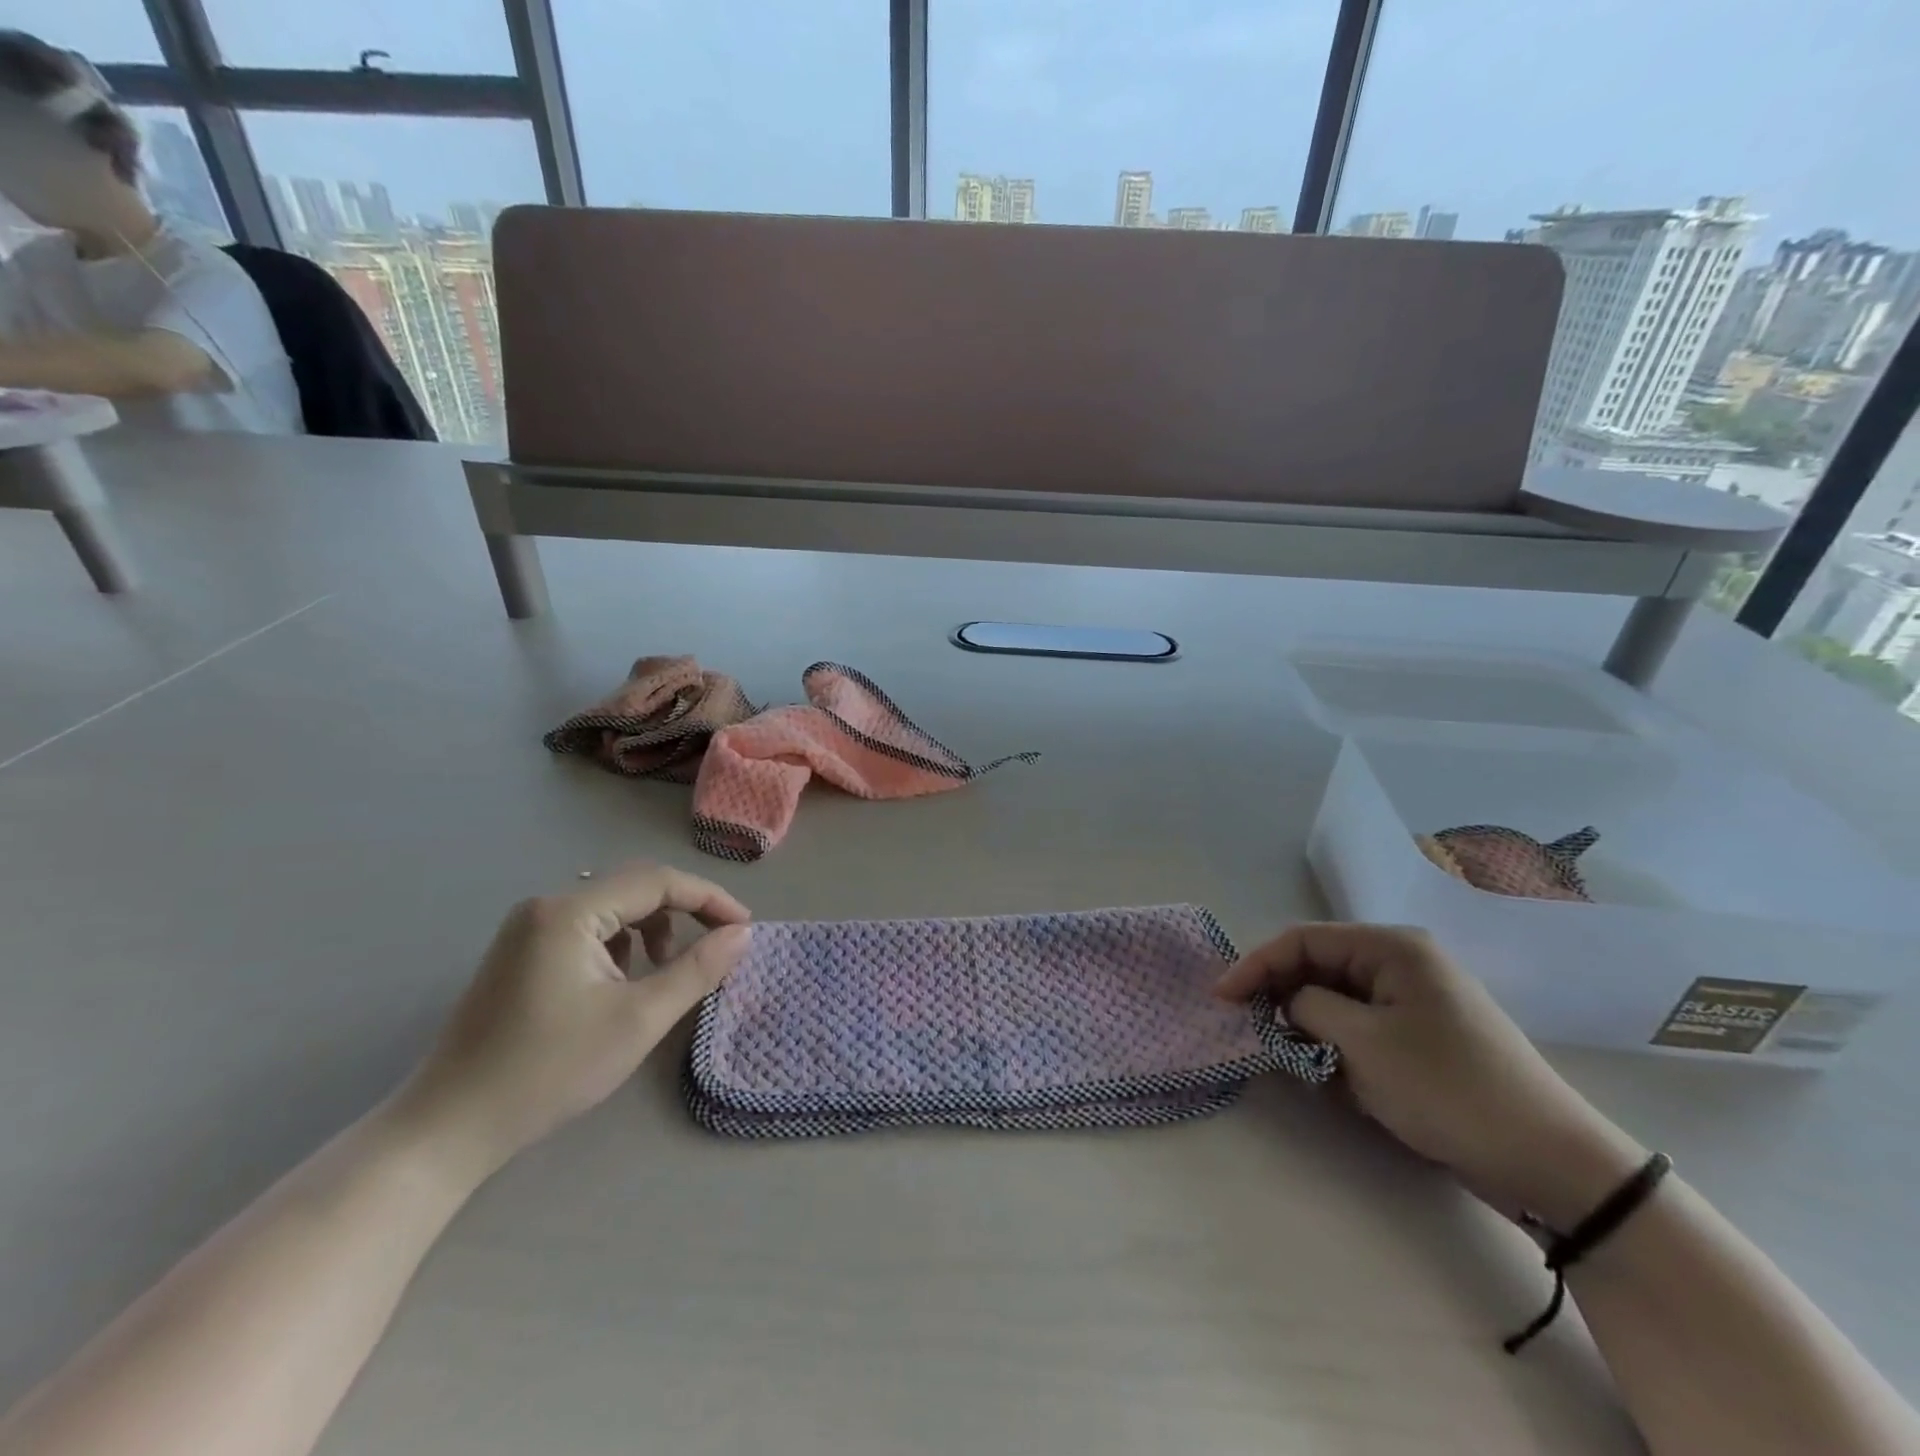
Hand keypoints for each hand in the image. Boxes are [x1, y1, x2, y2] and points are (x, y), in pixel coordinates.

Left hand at [391, 862, 752, 1182]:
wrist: (447, 1129)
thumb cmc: (549, 1071)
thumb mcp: (638, 1020)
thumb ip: (697, 970)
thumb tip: (741, 934)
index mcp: (570, 912)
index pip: (657, 882)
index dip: (709, 898)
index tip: (744, 927)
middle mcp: (546, 906)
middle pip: (634, 887)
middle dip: (683, 911)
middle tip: (718, 942)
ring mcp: (527, 929)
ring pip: (612, 908)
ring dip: (651, 928)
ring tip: (664, 971)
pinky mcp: (520, 953)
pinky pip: (588, 929)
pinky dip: (621, 945)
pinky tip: (622, 983)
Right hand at [1216, 924, 1644, 1228]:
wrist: (1549, 1163)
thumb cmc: (1448, 1088)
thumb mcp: (1362, 1043)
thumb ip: (1306, 1008)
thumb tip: (1283, 1005)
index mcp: (1391, 948)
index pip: (1303, 940)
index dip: (1255, 965)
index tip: (1221, 999)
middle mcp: (1401, 965)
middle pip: (1317, 969)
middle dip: (1282, 1000)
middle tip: (1251, 1032)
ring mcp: (1414, 1003)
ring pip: (1336, 1004)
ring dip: (1311, 1032)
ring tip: (1297, 1064)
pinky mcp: (1421, 1041)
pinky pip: (1361, 1032)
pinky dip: (1340, 1052)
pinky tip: (1338, 1083)